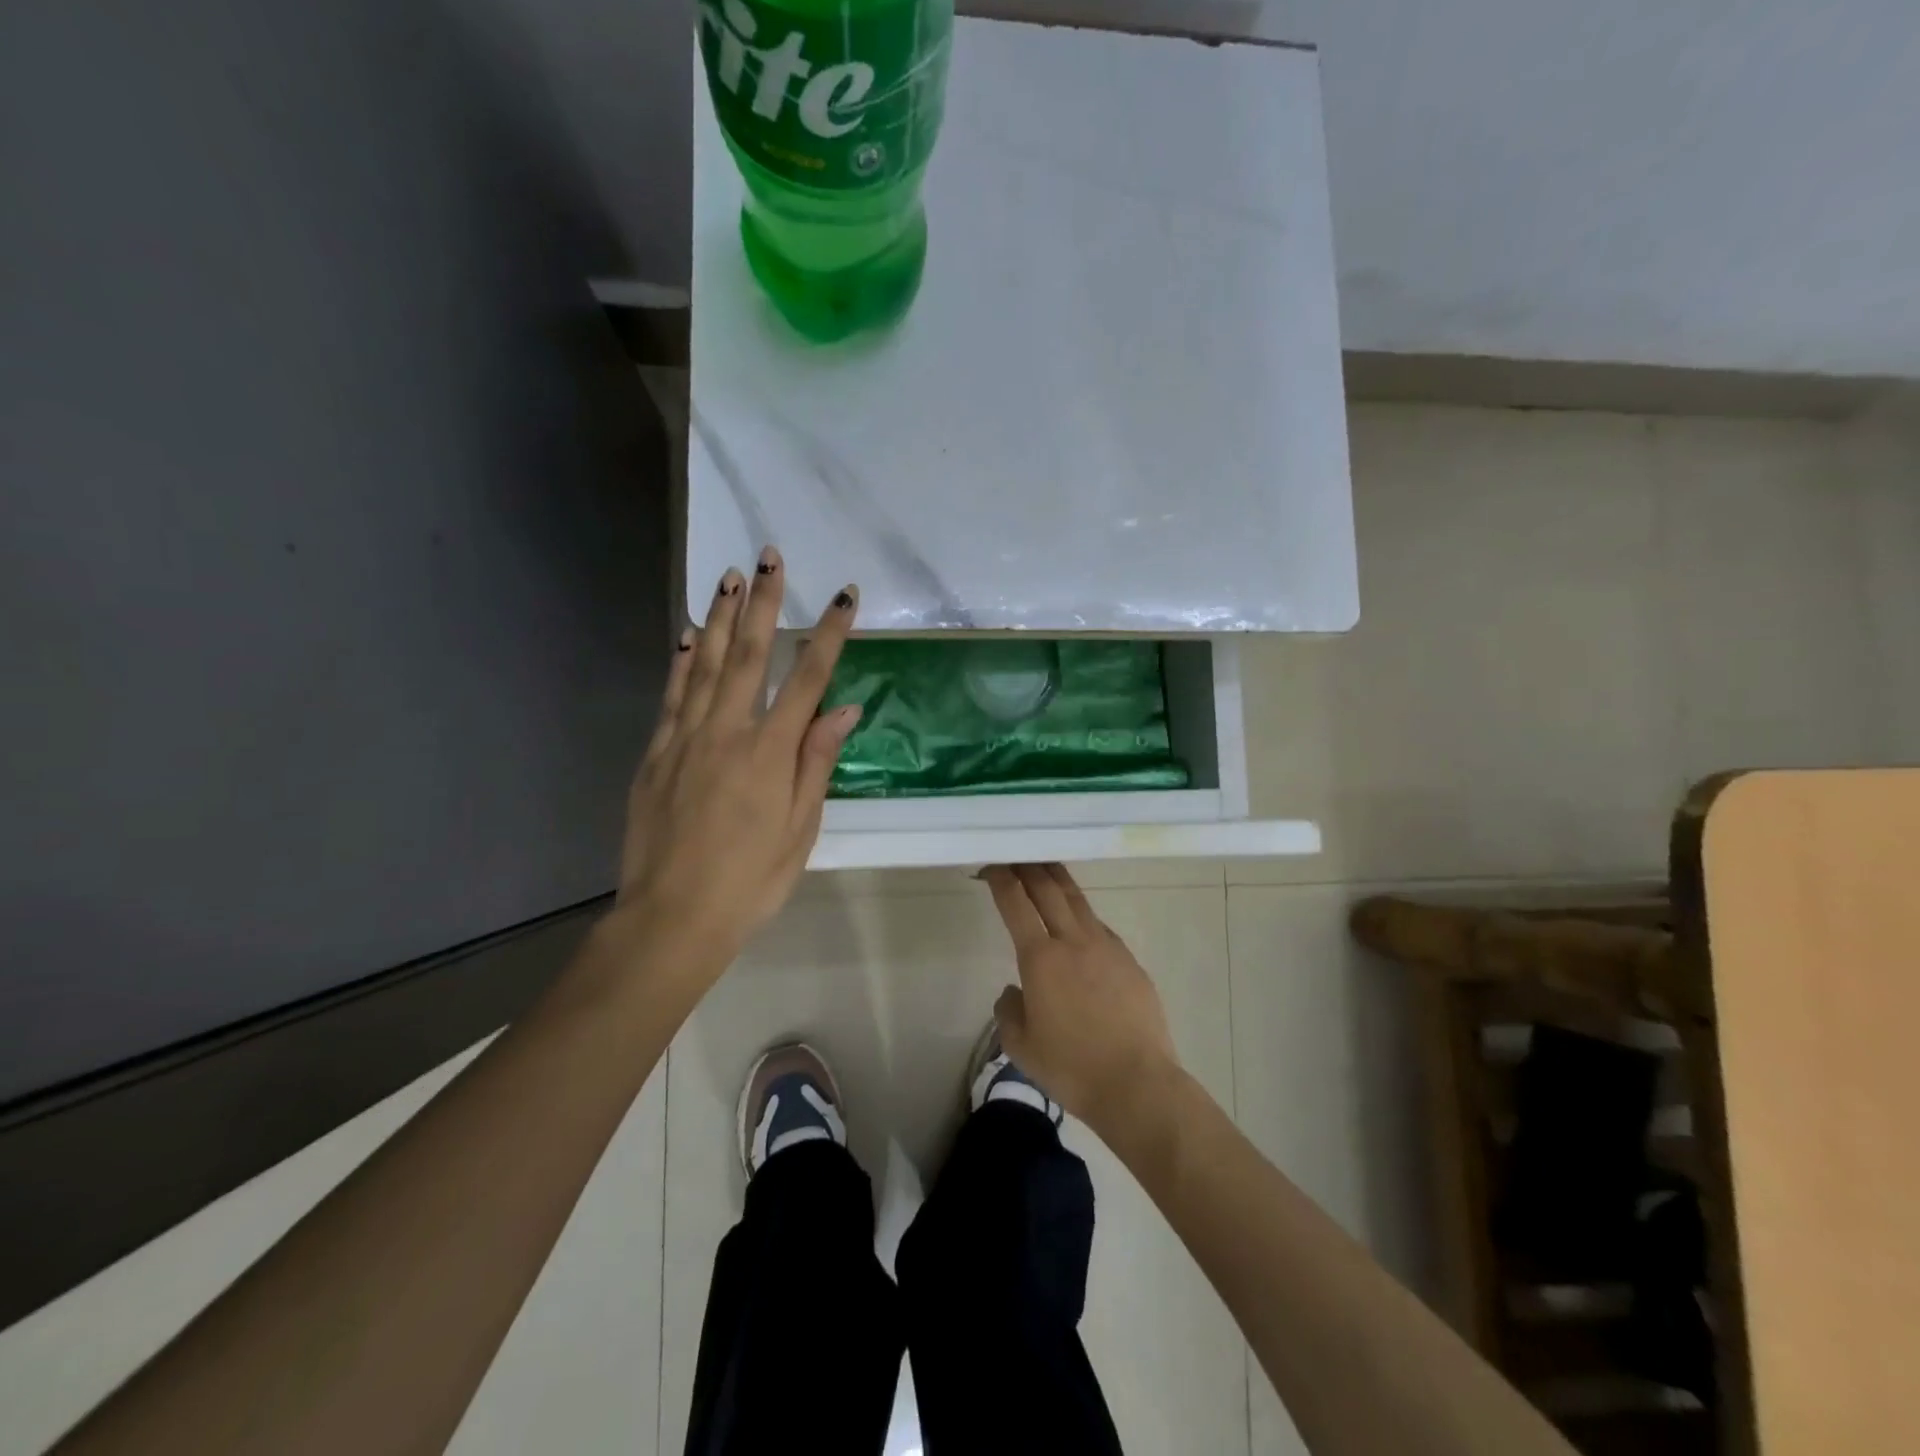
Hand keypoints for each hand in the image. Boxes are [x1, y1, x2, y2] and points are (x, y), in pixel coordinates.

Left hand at [618, 548, 860, 974]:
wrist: (672, 918)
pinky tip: (687, 635)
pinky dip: (681, 661)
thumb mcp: (800, 828)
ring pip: (704, 665)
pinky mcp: (656, 754)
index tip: (843, 595)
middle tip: (768, 557)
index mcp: (770, 752)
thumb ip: (817, 761)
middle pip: (748, 655)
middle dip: (763, 602)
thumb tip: (844, 708)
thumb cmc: (750, 880)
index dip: (828, 633)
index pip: (807, 678)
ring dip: (720, 617)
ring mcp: (685, 740)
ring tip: (728, 576)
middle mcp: (727, 732)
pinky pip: (672, 696)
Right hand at [983, 863, 1181, 1135]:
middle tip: (1018, 854)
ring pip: (1079, 902)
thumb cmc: (1071, 1067)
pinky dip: (1083, 914)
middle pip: (1049, 890)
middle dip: (1030, 868)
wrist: (1137, 1083)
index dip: (1001, 880)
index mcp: (1041, 958)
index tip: (992, 865)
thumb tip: (1014, 992)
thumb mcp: (1021, 1046)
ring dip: (1059, 880)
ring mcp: (1107, 947)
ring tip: (1048, 867)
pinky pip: (1101, 927)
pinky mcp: (1130, 961)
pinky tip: (1080, 921)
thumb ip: (1009, 1011)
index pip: (1016, 904)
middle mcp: (1073, 941)